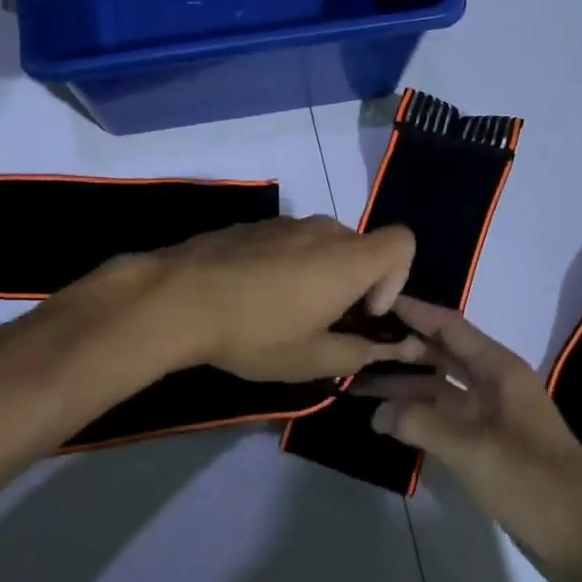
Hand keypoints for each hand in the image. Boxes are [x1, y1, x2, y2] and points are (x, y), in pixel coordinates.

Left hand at [147, 216, 427, 381]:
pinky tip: (255, 296)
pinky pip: (292, 241)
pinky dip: (291, 265)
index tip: (365, 312)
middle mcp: (324, 230)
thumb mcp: (311, 358)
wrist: (178, 297)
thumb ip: (361, 352)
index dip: (397, 278)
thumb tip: (395, 348)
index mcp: (348, 258)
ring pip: (325, 245)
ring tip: (285, 313)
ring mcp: (287, 223)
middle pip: (362, 248)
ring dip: (321, 275)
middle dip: (356, 284)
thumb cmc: (255, 332)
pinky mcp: (256, 225)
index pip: (403, 242)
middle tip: (324, 324)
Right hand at [363, 298, 581, 581]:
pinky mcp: (487, 443)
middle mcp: (494, 383)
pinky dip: (417, 415)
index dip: (414, 312)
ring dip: (404, 386)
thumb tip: (377, 412)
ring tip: (358, 385)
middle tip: (355, 346)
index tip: (375, 300)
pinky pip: (445, 416)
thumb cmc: (534, 484)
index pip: (450, 327)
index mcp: (500, 370)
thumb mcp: (473, 451)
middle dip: (401, 350)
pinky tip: (387, 420)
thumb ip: (422, 424)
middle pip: (441, 354)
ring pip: (439, 387)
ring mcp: (491, 414)